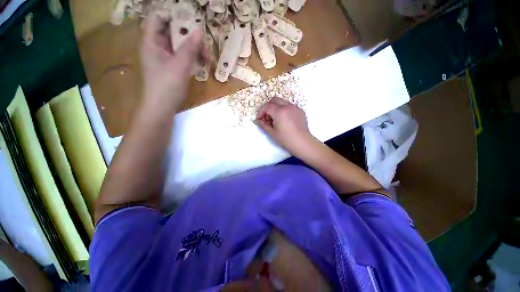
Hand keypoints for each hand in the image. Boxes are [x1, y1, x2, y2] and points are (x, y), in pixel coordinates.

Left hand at [140, 15, 206, 108]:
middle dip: (189, 36)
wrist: (162, 108)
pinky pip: (181, 57)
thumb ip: (190, 48)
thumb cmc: (167, 86)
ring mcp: (164, 58)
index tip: (190, 22)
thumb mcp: (180, 65)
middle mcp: (156, 47)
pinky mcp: (170, 68)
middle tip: (203, 44)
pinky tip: (201, 63)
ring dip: (193, 49)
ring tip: (207, 58)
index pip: (158, 18)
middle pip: (171, 32)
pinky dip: (191, 58)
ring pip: (179, 45)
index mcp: (151, 41)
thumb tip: (200, 31)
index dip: (172, 16)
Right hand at [255, 97, 314, 154]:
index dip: (261, 112)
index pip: (267, 106)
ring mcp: (295, 108)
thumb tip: (256, 121)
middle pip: (274, 100)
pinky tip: (284, 121)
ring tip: (275, 120)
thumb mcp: (272, 133)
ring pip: (282, 102)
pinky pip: (289, 106)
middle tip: (267, 118)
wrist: (303, 143)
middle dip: (268, 107)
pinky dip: (284, 110)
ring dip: (276, 108)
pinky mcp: (300, 111)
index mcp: (280, 111)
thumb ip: (263, 125)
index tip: (259, 120)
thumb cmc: (286, 139)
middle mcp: (288, 106)